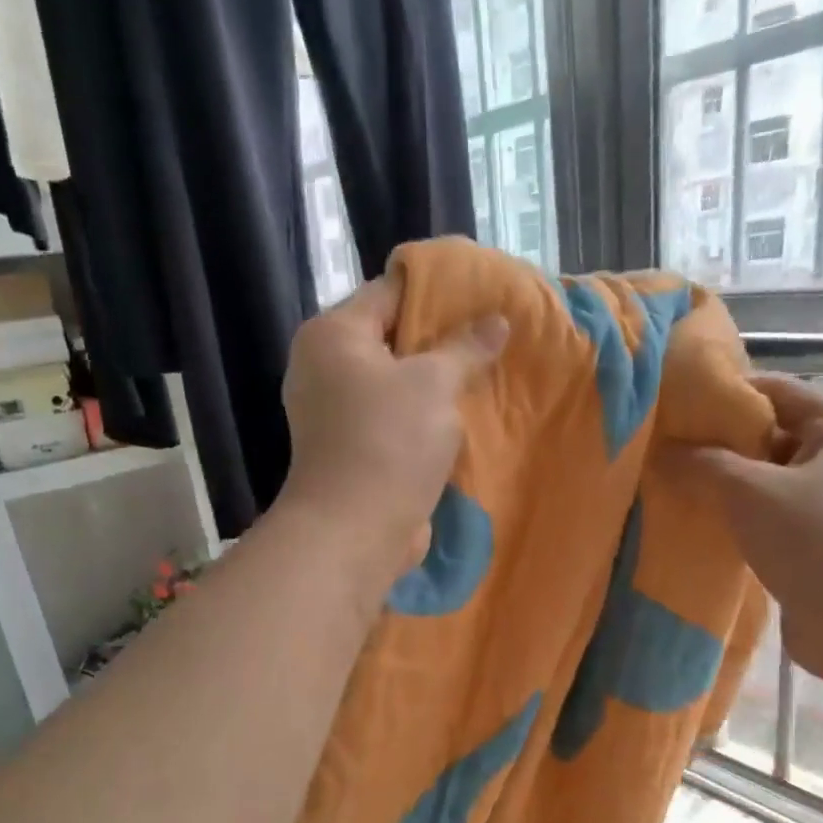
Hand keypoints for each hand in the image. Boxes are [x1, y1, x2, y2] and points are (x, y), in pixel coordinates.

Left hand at [278, 275, 507, 581]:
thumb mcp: (434, 384)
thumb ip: (466, 348)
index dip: (436, 291)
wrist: (355, 531)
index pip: (388, 292)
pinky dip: (423, 417)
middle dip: (441, 340)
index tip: (481, 293)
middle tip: (491, 335)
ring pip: (395, 383)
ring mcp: (335, 413)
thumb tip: (498, 320)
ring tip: (485, 373)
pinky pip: (394, 419)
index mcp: (333, 335)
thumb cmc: (389, 442)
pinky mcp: (352, 450)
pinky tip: (462, 416)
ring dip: (435, 383)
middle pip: (392, 339)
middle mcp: (325, 368)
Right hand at [665, 374, 822, 684]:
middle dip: (726, 444)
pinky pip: (782, 516)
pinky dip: (750, 517)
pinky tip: (716, 527)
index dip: (730, 394)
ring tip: (687, 489)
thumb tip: (662, 451)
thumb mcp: (746, 491)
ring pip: (777, 480)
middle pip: (777, 436)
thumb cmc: (810, 538)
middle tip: (677, 451)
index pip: (779, 392)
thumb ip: (701, 463)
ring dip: (735, 485)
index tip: (684, 407)